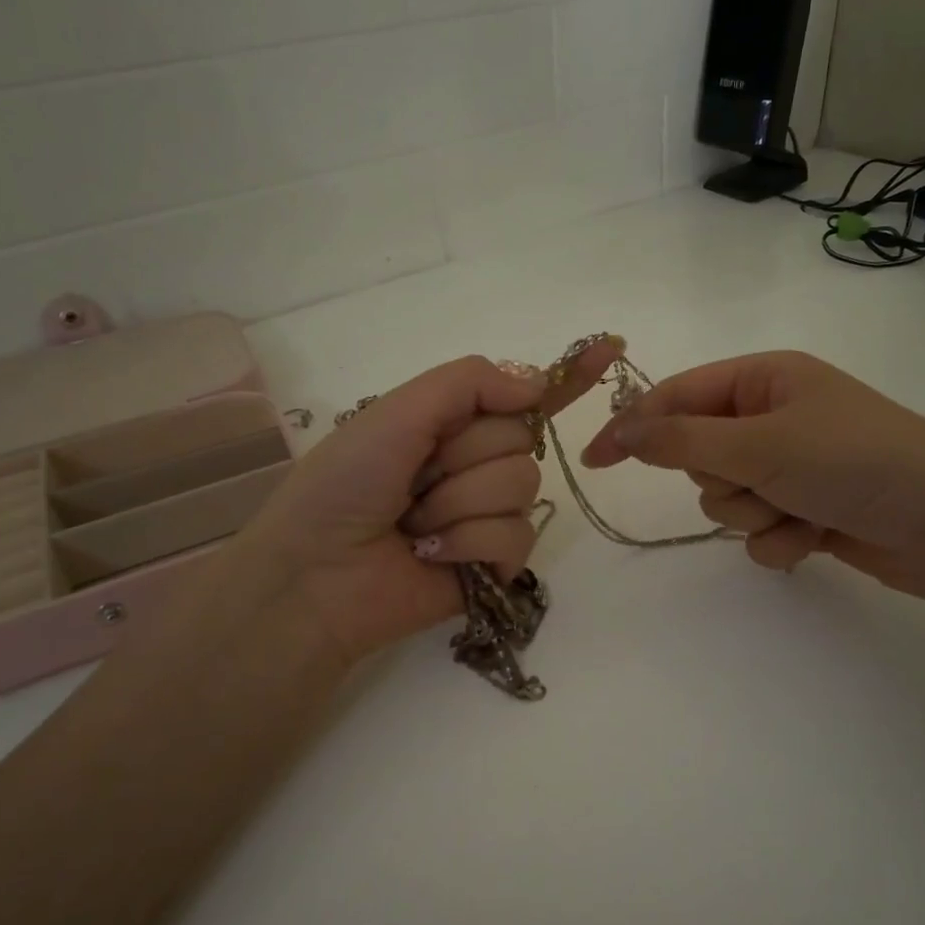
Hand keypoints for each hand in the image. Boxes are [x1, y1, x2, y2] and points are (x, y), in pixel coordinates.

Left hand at [224, 342, 620, 664]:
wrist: (313, 576)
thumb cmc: (343, 485)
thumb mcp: (395, 413)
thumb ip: (467, 383)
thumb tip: (536, 383)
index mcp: (450, 425)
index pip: (519, 396)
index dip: (565, 376)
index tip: (611, 348)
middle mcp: (475, 464)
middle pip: (521, 438)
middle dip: (464, 456)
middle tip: (415, 480)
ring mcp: (488, 514)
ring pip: (522, 487)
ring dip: (460, 503)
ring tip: (416, 525)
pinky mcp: (496, 563)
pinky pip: (518, 537)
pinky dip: (470, 544)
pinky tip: (433, 555)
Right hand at [580, 350, 924, 608]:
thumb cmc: (854, 461)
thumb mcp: (760, 442)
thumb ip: (680, 440)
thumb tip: (618, 429)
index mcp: (765, 379)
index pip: (678, 397)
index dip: (634, 427)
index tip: (595, 462)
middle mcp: (775, 417)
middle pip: (699, 455)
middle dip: (721, 479)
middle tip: (759, 481)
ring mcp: (793, 466)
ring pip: (726, 498)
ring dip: (752, 512)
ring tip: (798, 511)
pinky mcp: (808, 509)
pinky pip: (759, 530)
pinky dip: (780, 539)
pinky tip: (816, 537)